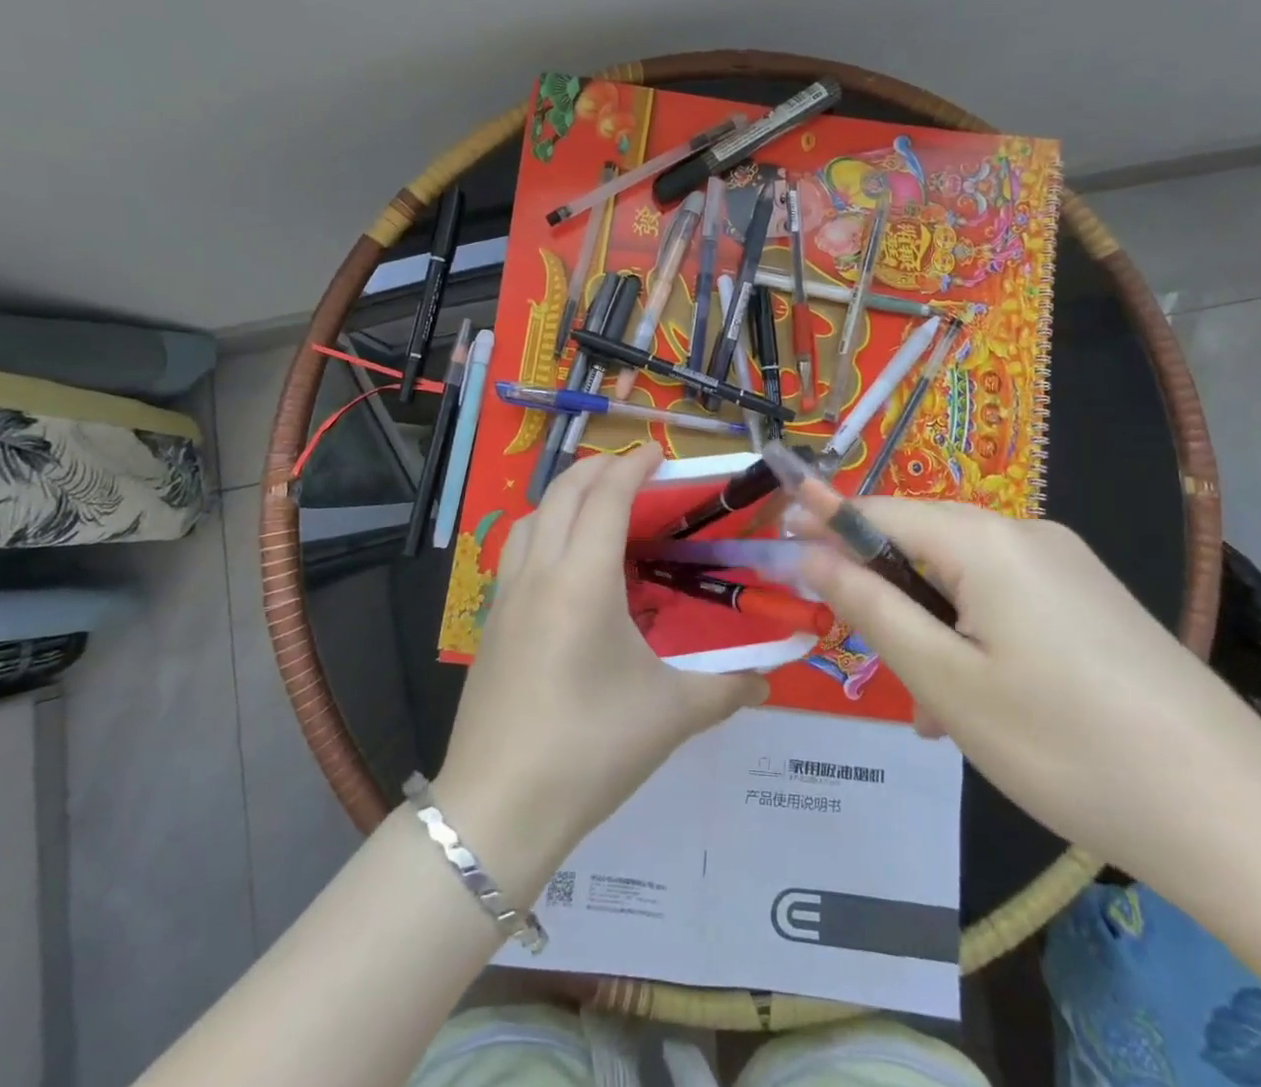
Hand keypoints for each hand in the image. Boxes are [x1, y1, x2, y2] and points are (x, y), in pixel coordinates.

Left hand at [435, 447, 766, 883]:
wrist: (499, 808)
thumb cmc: (590, 748)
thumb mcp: (671, 715)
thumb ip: (727, 687)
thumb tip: (770, 677)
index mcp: (582, 580)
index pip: (606, 498)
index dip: (633, 466)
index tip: (659, 452)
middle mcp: (538, 573)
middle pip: (561, 494)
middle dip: (597, 469)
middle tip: (633, 469)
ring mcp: (505, 597)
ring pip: (529, 518)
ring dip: (563, 497)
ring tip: (596, 508)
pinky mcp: (490, 624)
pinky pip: (515, 552)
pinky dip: (541, 531)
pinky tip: (563, 566)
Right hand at [795, 500, 1260, 891]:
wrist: (1237, 816)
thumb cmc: (1066, 745)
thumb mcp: (946, 681)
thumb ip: (869, 606)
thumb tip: (810, 552)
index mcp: (987, 540)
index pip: (880, 511)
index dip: (825, 521)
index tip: (779, 536)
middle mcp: (1028, 535)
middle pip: (923, 546)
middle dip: (885, 595)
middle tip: (867, 661)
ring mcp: (1068, 567)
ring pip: (965, 581)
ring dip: (932, 629)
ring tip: (934, 711)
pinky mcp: (1093, 602)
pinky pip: (1007, 601)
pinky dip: (975, 637)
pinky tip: (985, 703)